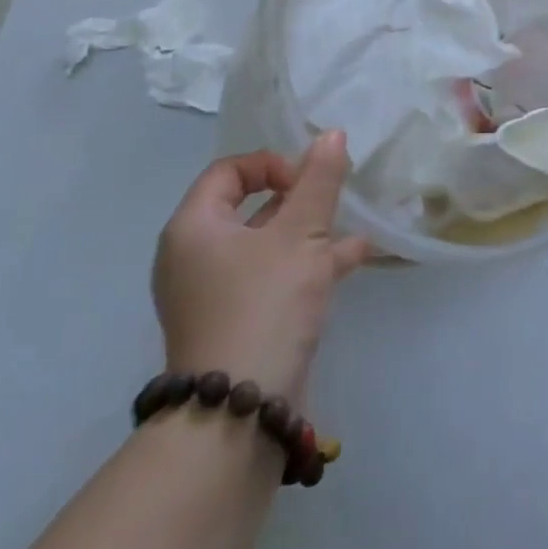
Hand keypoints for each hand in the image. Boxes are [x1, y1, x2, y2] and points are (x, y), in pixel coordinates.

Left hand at [151, 131, 370, 400]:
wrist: (240, 413)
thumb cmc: (264, 304)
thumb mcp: (301, 234)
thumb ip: (319, 182)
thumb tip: (331, 135)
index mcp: (194, 228)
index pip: (229, 171)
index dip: (272, 164)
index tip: (308, 181)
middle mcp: (195, 257)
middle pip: (249, 207)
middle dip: (298, 199)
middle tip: (334, 198)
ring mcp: (214, 294)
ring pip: (267, 245)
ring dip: (310, 232)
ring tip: (352, 227)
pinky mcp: (236, 323)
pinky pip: (272, 278)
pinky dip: (308, 265)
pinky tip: (353, 259)